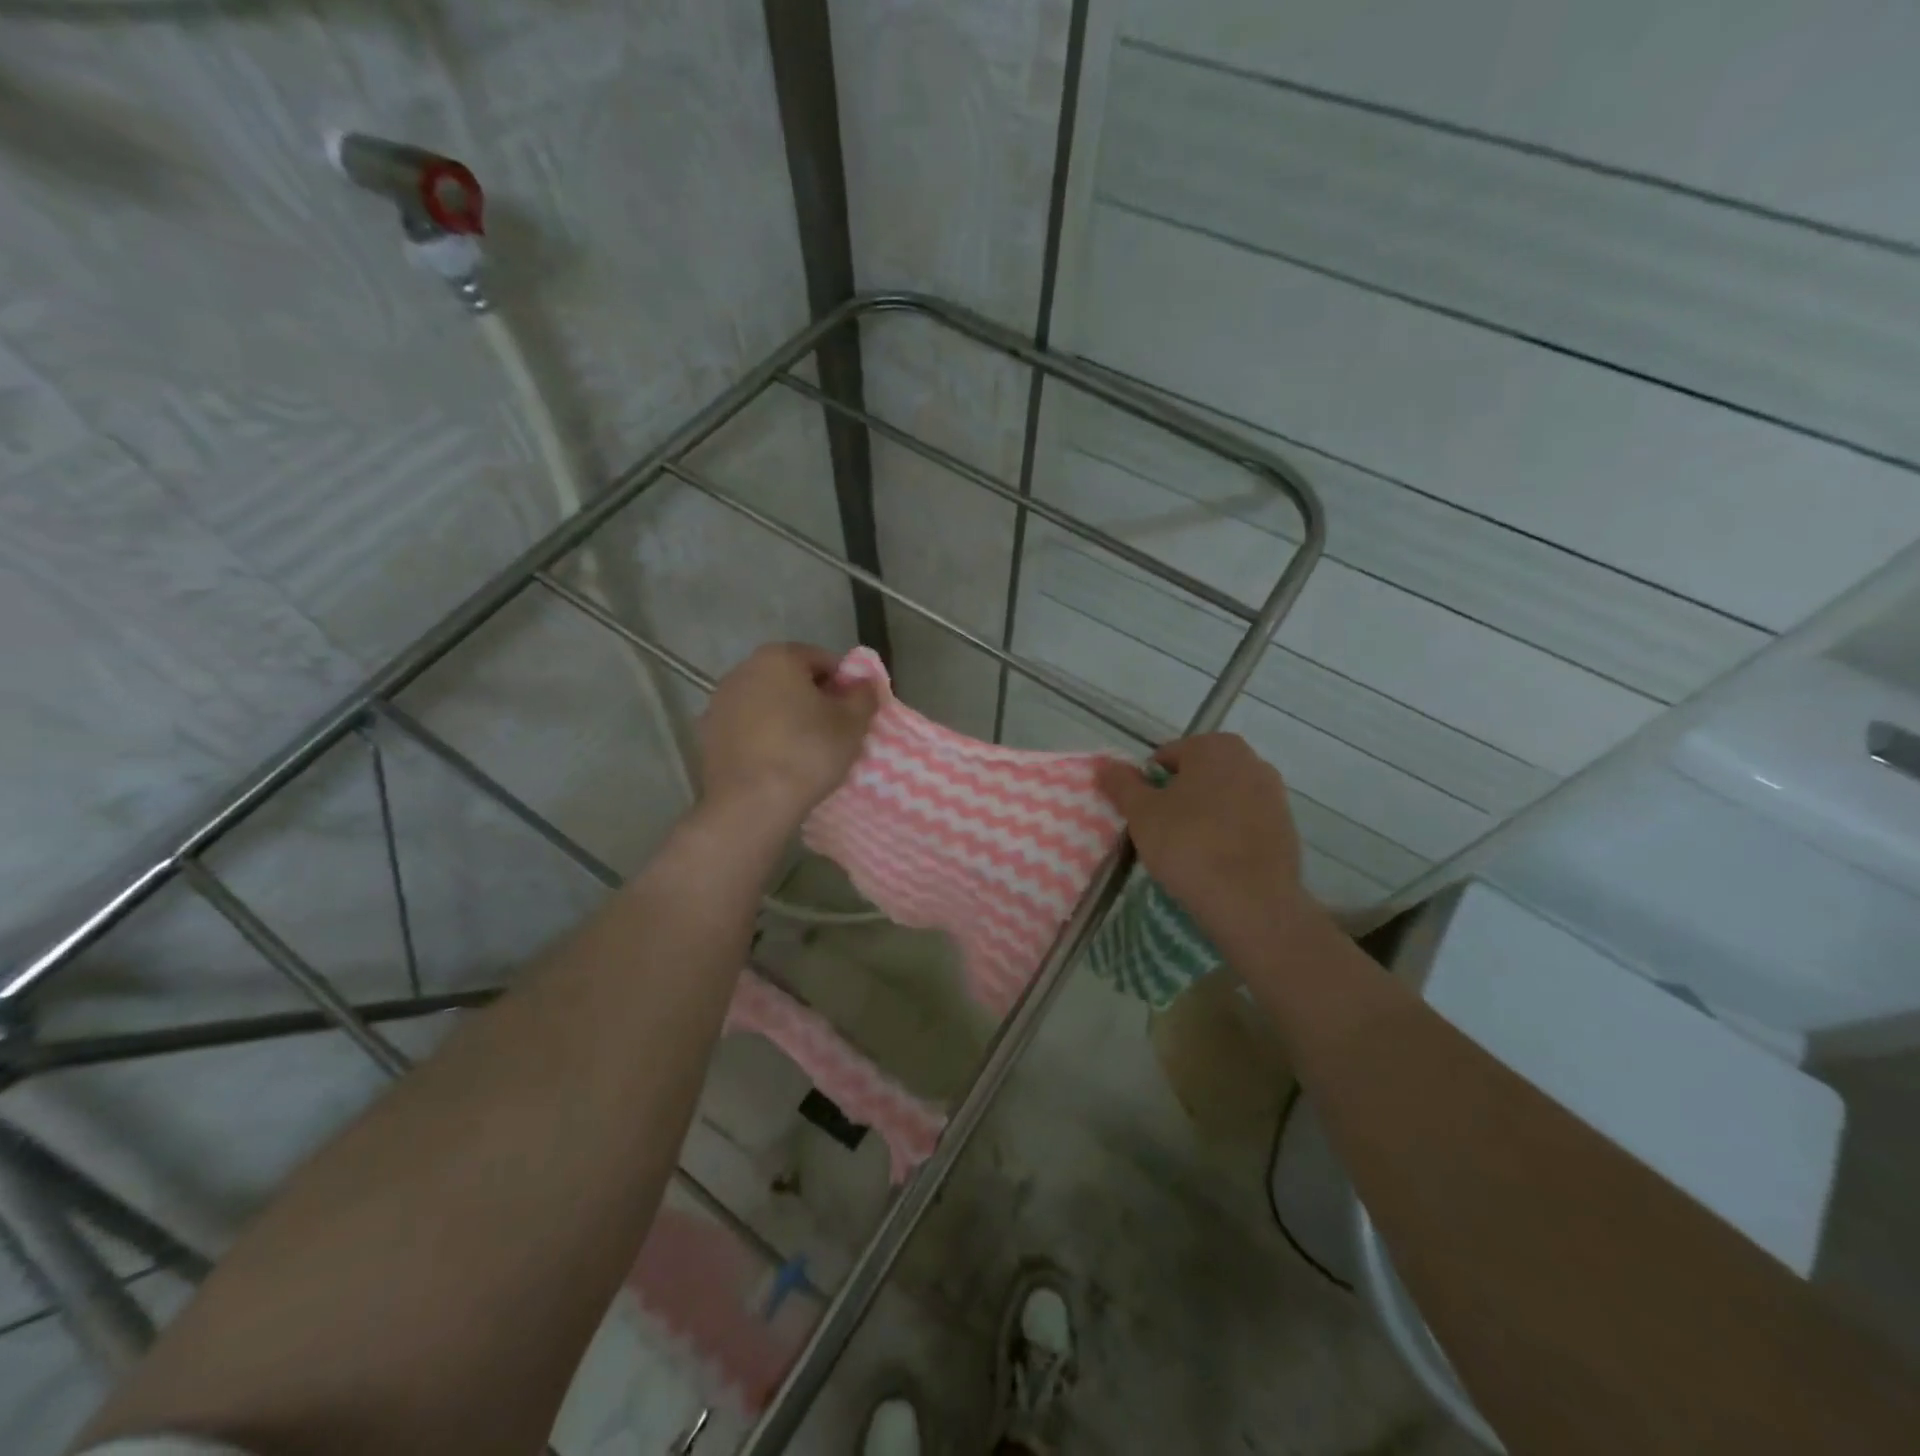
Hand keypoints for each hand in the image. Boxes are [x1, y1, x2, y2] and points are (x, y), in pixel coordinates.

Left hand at [697, 642, 878, 828]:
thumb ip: (863, 695)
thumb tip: (864, 682)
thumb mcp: (852, 724)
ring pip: (766, 703)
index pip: (822, 659)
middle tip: (833, 730)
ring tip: (805, 749)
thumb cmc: (808, 753)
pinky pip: (746, 727)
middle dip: (812, 697)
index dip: (844, 683)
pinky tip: (777, 762)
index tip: (853, 711)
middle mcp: (743, 670)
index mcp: (778, 657)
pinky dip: (763, 736)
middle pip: (790, 678)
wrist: (751, 804)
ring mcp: (719, 702)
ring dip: (785, 717)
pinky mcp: (707, 734)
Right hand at [1094, 734, 1317, 941]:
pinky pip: (1244, 823)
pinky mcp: (1287, 827)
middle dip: (1179, 797)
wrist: (1252, 902)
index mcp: (1214, 747)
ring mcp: (1274, 794)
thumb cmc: (1189, 845)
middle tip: (1162, 832)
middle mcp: (1250, 760)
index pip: (1167, 757)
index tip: (1144, 816)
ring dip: (1204, 815)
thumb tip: (1105, 765)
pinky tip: (1216, 862)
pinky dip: (1228, 834)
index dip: (1148, 785)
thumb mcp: (1141, 814)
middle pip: (1198, 775)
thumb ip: (1122, 784)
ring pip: (1223, 799)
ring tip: (1189, 850)